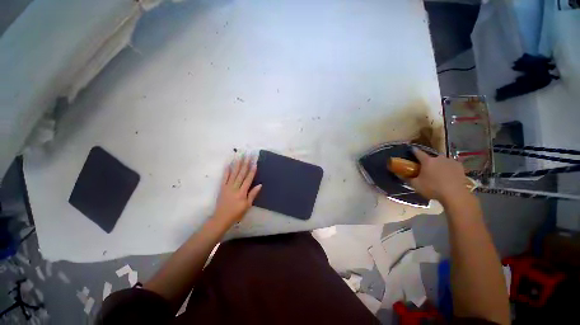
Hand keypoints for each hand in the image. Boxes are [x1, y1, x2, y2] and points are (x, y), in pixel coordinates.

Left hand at [212, 155, 261, 224]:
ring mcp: (227, 186)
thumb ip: (253, 194)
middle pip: (241, 173)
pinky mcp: (222, 187)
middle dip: (245, 163)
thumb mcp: (247, 206)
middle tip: (248, 155)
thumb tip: (260, 185)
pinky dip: (227, 170)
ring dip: (237, 164)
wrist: (221, 218)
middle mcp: (235, 187)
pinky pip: (224, 177)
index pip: (248, 179)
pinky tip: (229, 163)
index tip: (255, 162)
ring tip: (240, 155)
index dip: (252, 170)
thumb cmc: (237, 213)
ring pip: (233, 173)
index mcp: (242, 192)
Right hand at [408, 148, 469, 204]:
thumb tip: (399, 174)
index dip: (413, 150)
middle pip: (431, 157)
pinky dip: (448, 167)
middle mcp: (439, 158)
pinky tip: (448, 174)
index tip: (411, 149)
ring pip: (442, 160)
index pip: (418, 152)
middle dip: (428, 161)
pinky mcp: (460, 166)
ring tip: (438, 172)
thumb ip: (407, 178)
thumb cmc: (433, 188)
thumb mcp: (416, 185)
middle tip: (426, 167)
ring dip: (439, 164)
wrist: (455, 195)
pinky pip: (451, 165)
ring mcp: (450, 161)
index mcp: (427, 161)